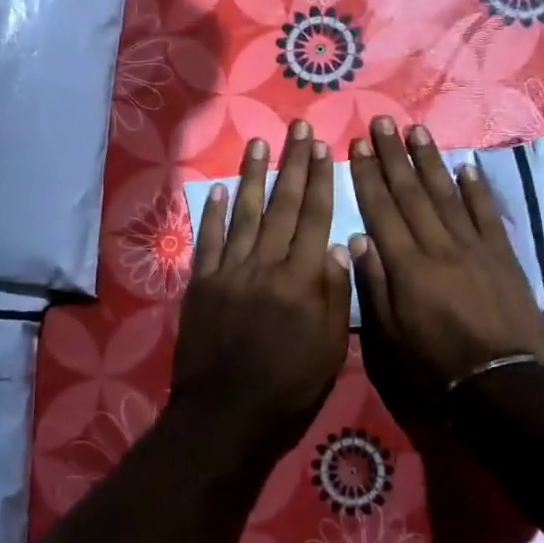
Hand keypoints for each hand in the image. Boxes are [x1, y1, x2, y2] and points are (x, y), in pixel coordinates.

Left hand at [171, 120, 352, 442]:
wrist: (225, 414)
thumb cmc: (288, 388)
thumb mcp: (329, 349)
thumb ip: (335, 295)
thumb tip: (341, 246)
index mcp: (302, 280)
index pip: (314, 218)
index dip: (320, 180)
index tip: (324, 147)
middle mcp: (266, 264)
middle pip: (283, 205)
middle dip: (293, 164)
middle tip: (298, 128)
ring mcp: (230, 271)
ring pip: (246, 213)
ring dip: (254, 176)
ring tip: (260, 143)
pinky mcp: (202, 284)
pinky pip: (209, 240)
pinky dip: (214, 213)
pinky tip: (220, 189)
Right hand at [349, 117, 543, 392]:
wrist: (498, 382)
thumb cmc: (434, 363)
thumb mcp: (390, 334)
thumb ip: (375, 283)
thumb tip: (360, 237)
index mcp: (407, 266)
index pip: (382, 210)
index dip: (369, 176)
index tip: (359, 145)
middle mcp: (439, 246)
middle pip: (412, 193)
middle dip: (394, 156)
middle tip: (383, 122)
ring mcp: (474, 247)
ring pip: (448, 195)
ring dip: (431, 161)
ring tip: (417, 131)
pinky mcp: (503, 255)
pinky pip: (487, 214)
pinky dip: (476, 189)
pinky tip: (466, 166)